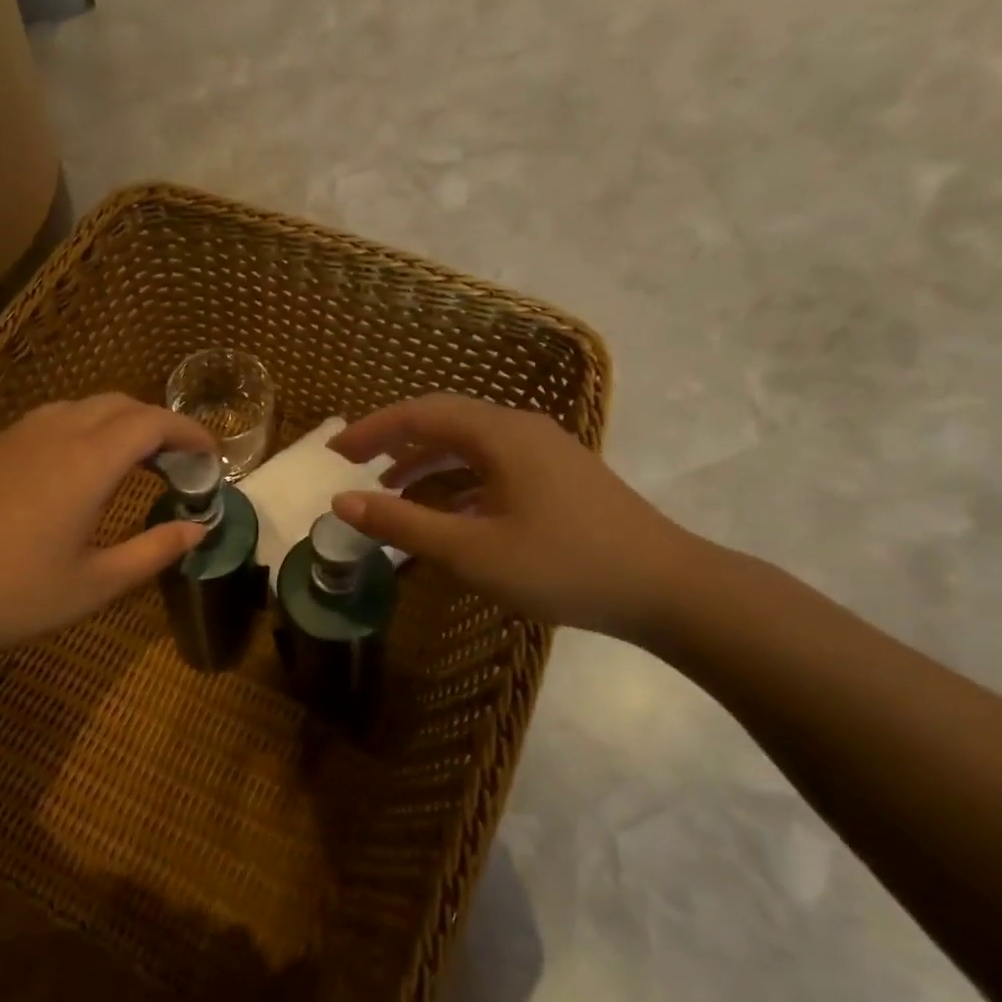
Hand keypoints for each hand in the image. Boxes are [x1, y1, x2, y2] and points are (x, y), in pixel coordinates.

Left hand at [0, 394, 216, 660]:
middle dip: (157, 424)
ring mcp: (13, 435)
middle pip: (120, 404)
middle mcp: (54, 433)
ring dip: (116, 424)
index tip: (210, 456)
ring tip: (129, 461)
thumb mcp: (95, 585)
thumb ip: (155, 551)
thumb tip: (199, 528)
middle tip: (176, 463)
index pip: (153, 422)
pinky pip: (44, 422)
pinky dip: (77, 432)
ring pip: (79, 407)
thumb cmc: (12, 597)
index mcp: (88, 462)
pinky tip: (69, 472)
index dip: (190, 432)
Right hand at [328, 394, 704, 638]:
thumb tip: (342, 502)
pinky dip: (457, 481)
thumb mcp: (472, 550)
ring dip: (425, 462)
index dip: (372, 429)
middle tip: (354, 465)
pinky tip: (446, 513)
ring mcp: (545, 452)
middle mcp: (521, 429)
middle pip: (444, 421)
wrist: (667, 587)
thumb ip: (403, 524)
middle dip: (394, 441)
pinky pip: (492, 465)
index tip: (334, 453)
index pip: (420, 414)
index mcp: (500, 434)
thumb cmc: (563, 565)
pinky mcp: (558, 477)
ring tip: (390, 491)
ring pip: (469, 444)